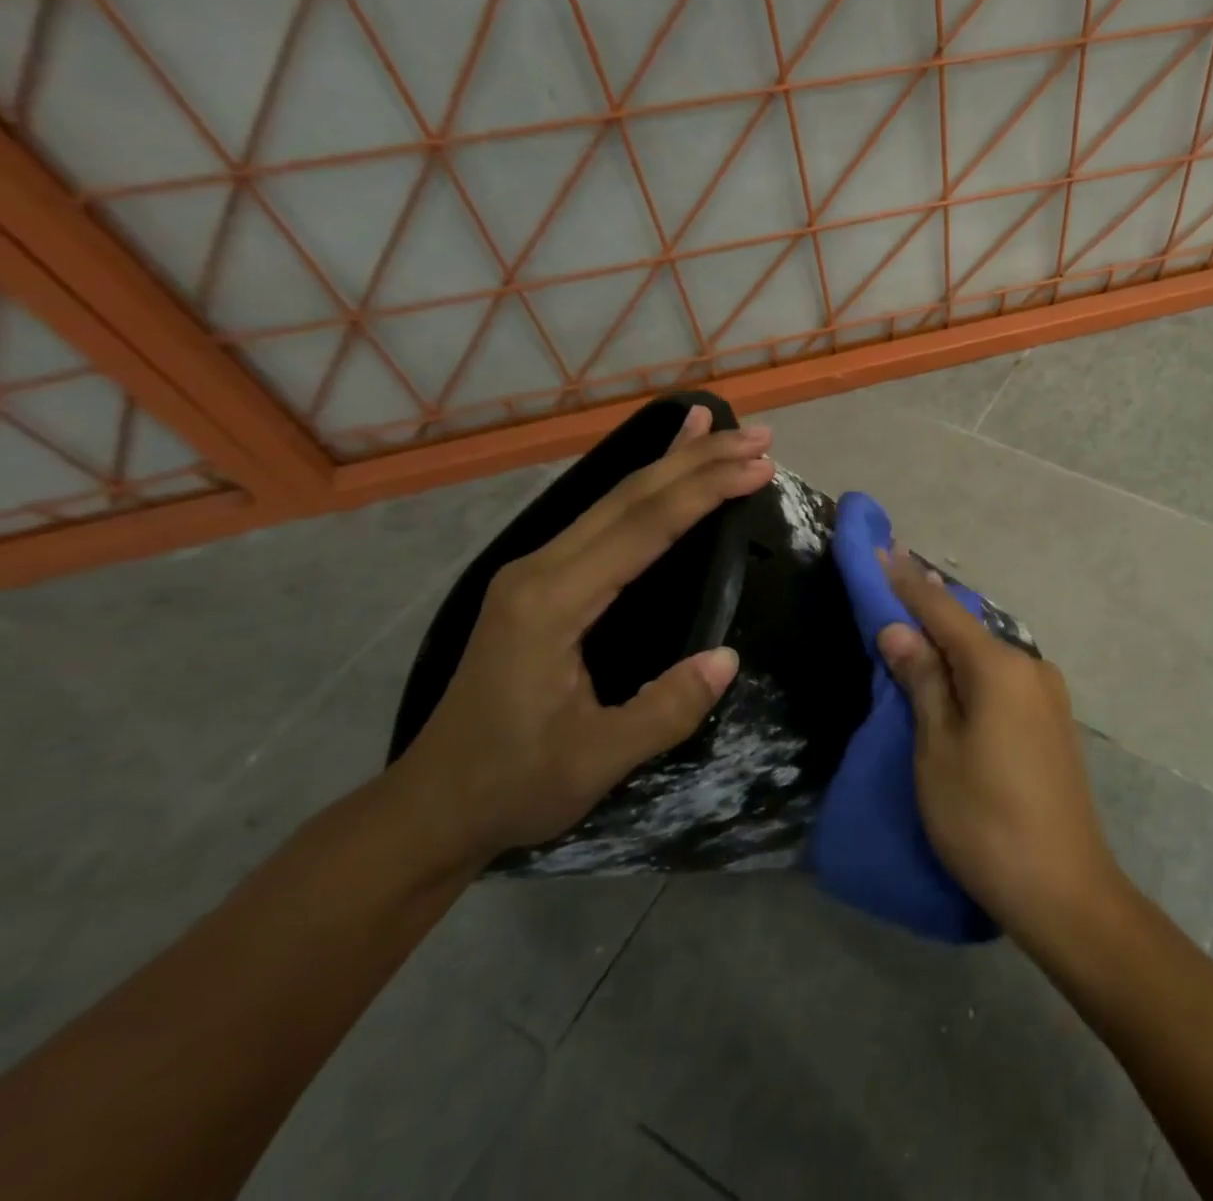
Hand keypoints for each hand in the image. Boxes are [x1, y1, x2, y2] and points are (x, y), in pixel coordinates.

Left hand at [388, 406, 774, 869]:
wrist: (433, 806)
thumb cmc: (513, 784)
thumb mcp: (596, 761)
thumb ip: (663, 710)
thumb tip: (728, 658)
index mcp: (552, 603)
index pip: (643, 528)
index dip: (704, 492)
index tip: (760, 468)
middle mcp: (541, 569)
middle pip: (630, 496)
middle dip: (698, 459)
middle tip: (759, 437)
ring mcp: (536, 570)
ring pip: (615, 498)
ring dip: (673, 461)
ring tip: (718, 425)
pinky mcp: (542, 580)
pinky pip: (603, 518)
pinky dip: (643, 486)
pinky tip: (662, 466)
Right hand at [875, 550, 1124, 949]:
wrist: (1064, 888)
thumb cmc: (985, 819)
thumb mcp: (938, 750)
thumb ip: (922, 682)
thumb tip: (898, 629)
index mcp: (1000, 668)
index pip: (943, 611)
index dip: (908, 582)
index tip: (883, 549)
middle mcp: (1031, 667)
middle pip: (969, 629)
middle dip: (929, 608)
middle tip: (894, 584)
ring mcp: (1048, 695)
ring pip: (988, 654)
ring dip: (951, 641)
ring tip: (916, 626)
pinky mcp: (1053, 721)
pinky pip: (1003, 679)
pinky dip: (973, 669)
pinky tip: (955, 674)